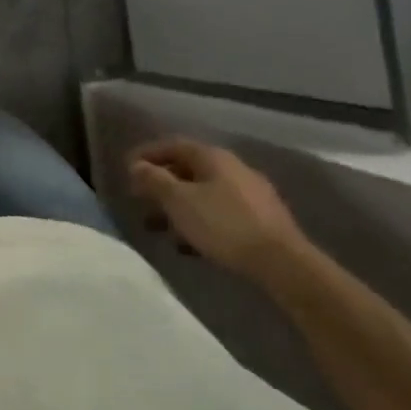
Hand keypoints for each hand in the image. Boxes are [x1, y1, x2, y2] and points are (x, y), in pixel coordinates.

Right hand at [128, 139, 309, 286]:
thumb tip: (136, 165)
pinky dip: (198, 222)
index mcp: (213, 157)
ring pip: (203, 194)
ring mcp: (250, 195)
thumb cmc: (223, 224)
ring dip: (177, 207)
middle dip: (161, 184)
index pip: (174, 145)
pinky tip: (188, 244)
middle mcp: (233, 169)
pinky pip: (219, 213)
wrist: (283, 264)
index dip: (148, 154)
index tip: (127, 168)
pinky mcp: (261, 221)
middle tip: (139, 199)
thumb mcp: (179, 201)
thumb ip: (154, 180)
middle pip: (188, 169)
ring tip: (158, 227)